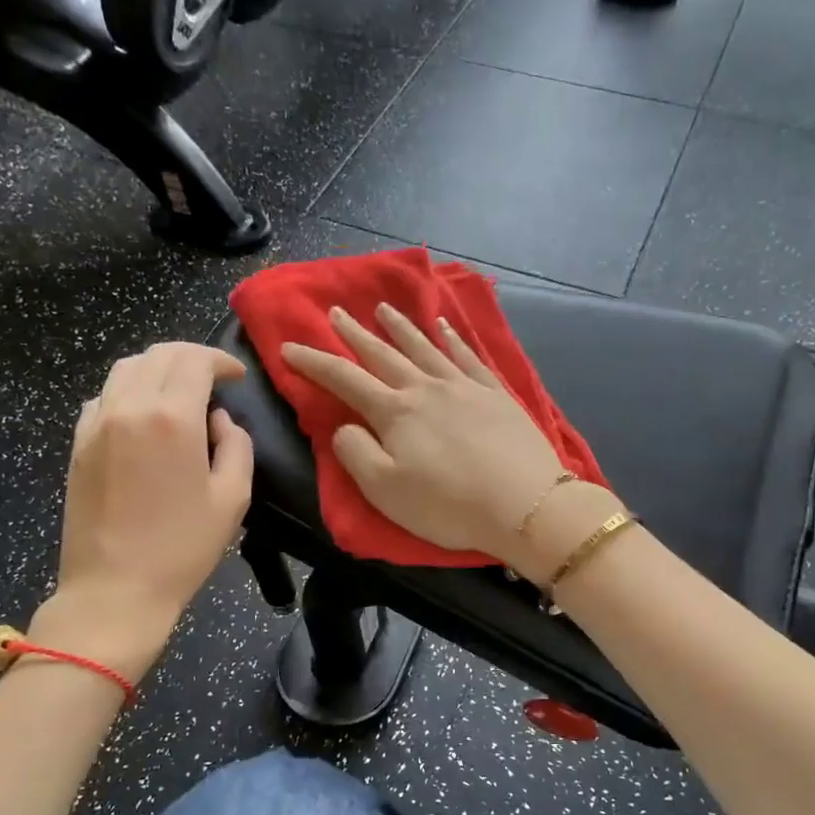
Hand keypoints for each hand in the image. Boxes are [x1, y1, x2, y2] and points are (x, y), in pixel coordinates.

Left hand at [33, 342, 252, 678]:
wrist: (114, 590)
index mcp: (172, 418)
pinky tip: (143, 417)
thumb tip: (219, 421)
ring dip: (157, 369)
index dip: (221, 360)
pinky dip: (128, 392)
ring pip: (125, 369)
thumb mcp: (233, 498)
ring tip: (179, 391)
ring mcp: (96, 424)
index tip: (237, 376)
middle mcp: (129, 407)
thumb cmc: (182, 548)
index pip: (194, 360)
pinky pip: (103, 397)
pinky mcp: (78, 444)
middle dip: (190, 357)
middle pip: (157, 354)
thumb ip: (237, 446)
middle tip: (213, 378)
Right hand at [281, 304, 582, 572]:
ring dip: (401, 328)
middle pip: (383, 355)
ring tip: (384, 309)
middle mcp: (426, 389)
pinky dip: (453, 339)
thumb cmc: (448, 505)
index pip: (344, 380)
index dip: (313, 363)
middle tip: (335, 312)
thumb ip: (356, 453)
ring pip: (425, 348)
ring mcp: (464, 387)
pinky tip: (445, 328)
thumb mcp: (385, 490)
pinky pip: (468, 357)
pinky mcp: (496, 395)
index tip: (288, 347)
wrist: (525, 504)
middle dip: (355, 334)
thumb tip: (345, 427)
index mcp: (395, 413)